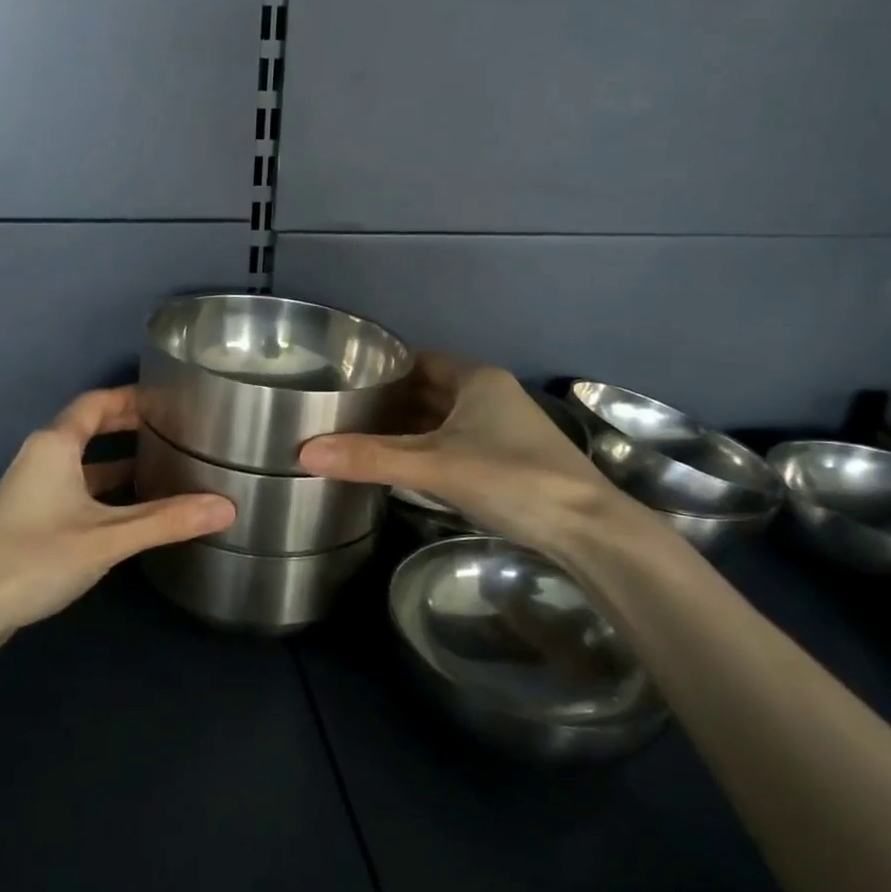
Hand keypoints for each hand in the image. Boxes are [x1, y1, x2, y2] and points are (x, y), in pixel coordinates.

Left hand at [0, 387, 235, 641]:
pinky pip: (74, 488)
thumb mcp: (108, 537)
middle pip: (88, 428)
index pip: (96, 403)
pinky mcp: (30, 517)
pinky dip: (104, 489)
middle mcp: (41, 457)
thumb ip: (166, 521)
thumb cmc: (37, 557)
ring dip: (118, 462)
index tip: (168, 399)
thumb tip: (227, 507)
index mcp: (55, 446)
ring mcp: (32, 488)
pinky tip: (131, 510)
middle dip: (128, 426)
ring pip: (82, 462)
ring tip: (163, 467)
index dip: (131, 398)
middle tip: (173, 430)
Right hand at [298, 354, 625, 551]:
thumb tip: (304, 451)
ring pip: (445, 420)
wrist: (586, 530)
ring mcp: (503, 431)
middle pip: (431, 390)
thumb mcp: (433, 467)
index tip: (348, 382)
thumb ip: (371, 458)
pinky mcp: (507, 462)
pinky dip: (428, 450)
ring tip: (363, 437)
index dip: (386, 369)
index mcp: (478, 380)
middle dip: (393, 400)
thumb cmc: (511, 479)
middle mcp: (492, 397)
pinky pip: (456, 444)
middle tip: (345, 412)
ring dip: (410, 427)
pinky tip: (403, 466)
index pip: (422, 361)